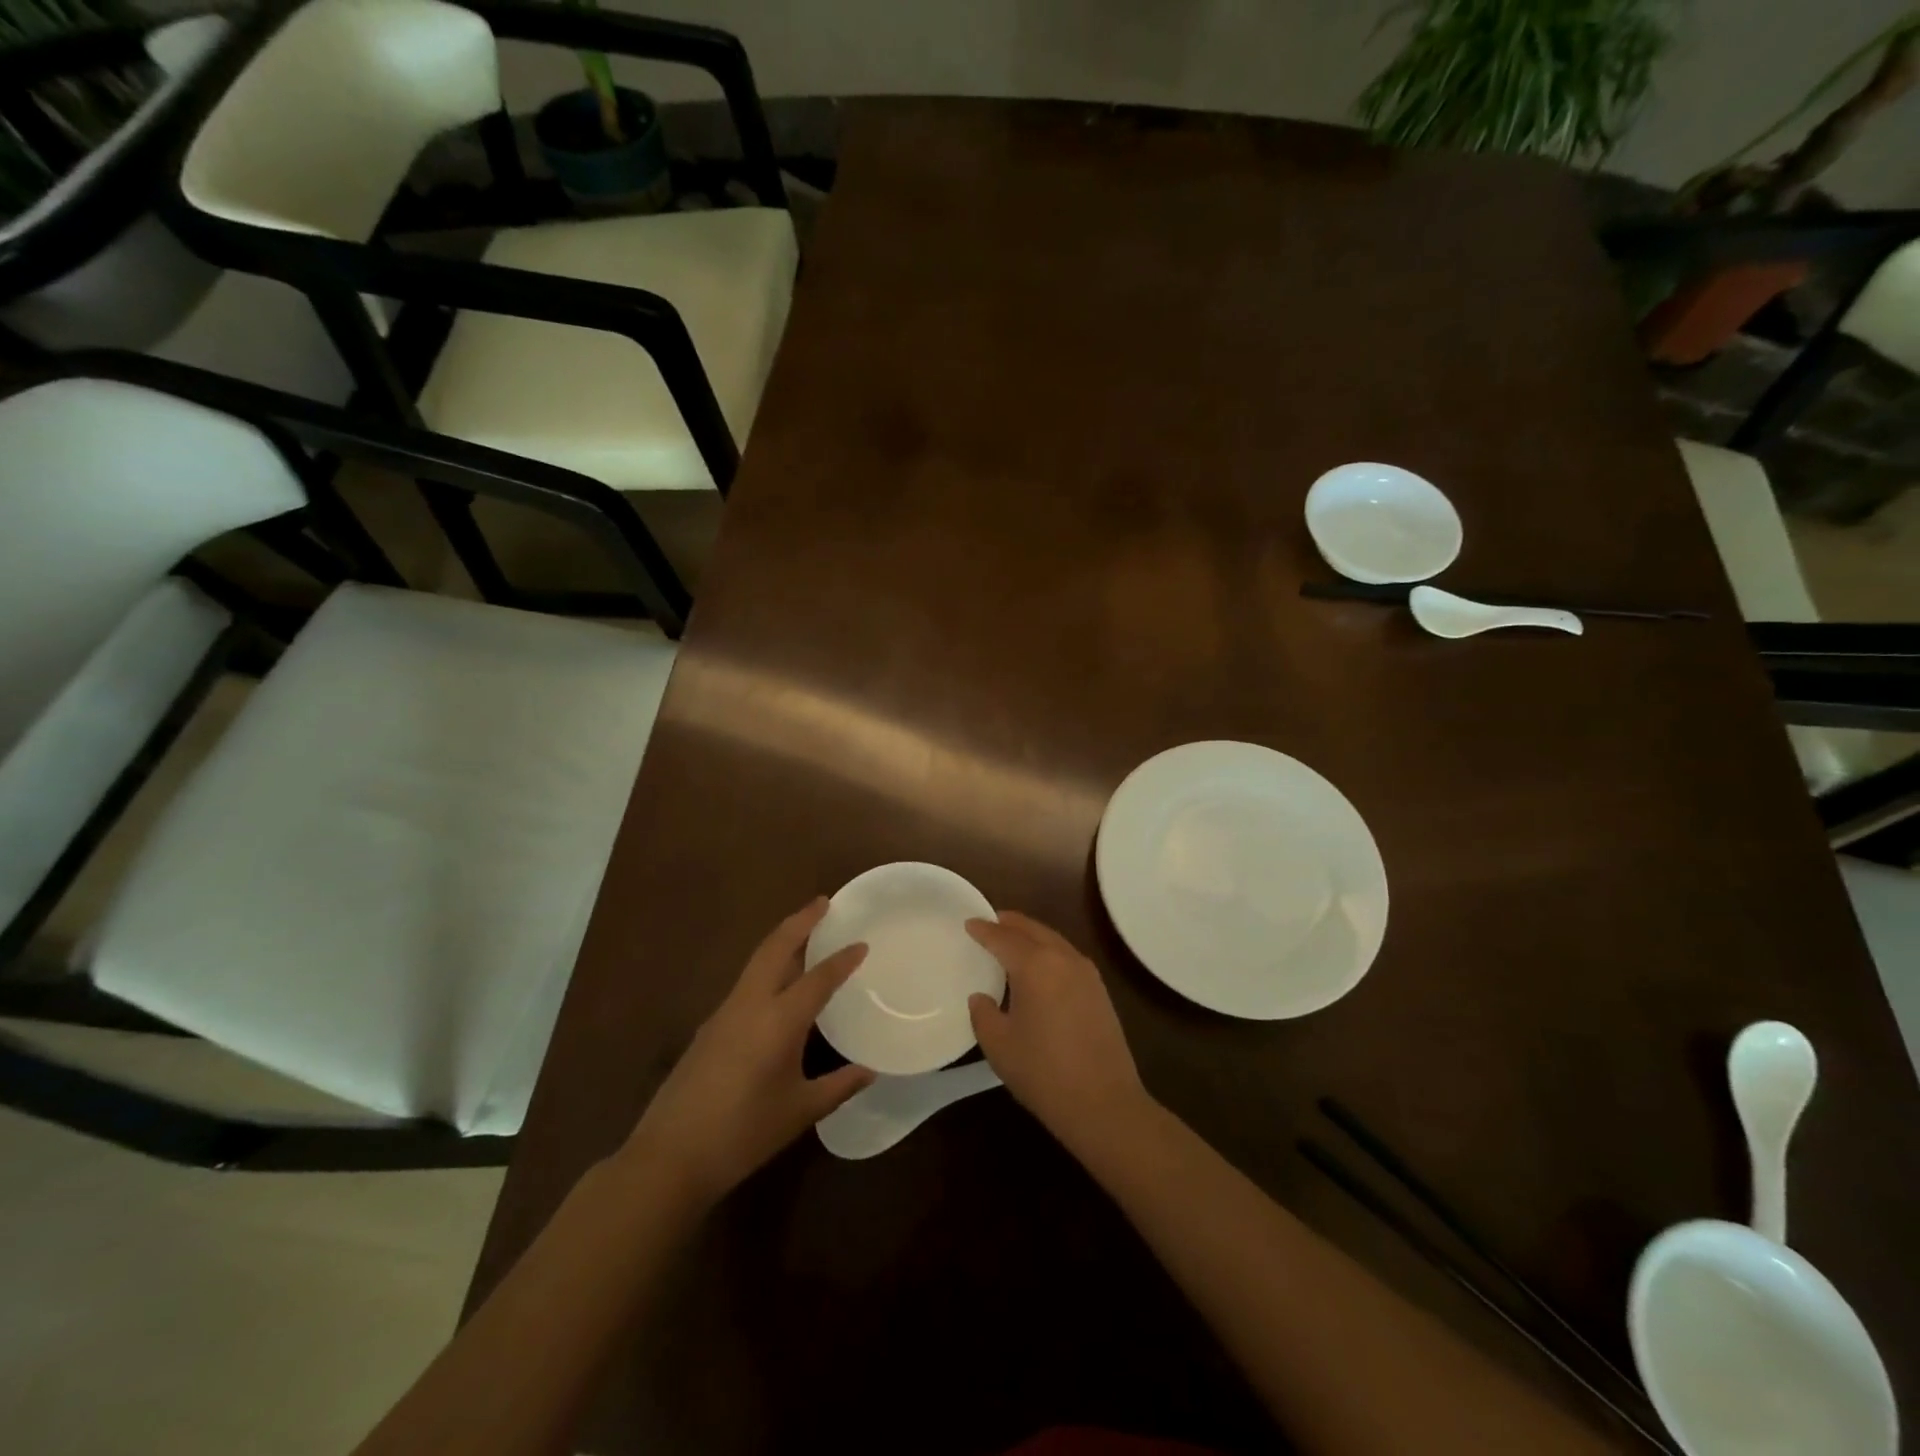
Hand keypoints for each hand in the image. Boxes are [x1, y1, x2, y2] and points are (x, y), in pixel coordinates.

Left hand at [626, 899, 873, 1205]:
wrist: (670, 1157)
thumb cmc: (743, 1134)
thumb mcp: (800, 1112)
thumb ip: (839, 1086)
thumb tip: (870, 1070)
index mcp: (779, 1021)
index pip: (818, 977)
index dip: (843, 959)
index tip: (862, 943)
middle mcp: (750, 1004)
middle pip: (776, 947)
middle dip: (800, 921)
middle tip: (824, 902)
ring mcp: (724, 1013)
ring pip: (757, 962)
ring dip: (781, 941)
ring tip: (805, 934)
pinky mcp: (709, 1028)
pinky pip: (745, 983)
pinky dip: (766, 968)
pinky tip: (776, 987)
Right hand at [965, 912, 1152, 1155]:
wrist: (1104, 1103)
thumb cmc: (1044, 1072)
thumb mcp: (999, 1045)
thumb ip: (983, 1013)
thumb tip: (981, 997)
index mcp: (1035, 965)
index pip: (1003, 937)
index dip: (983, 929)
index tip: (968, 922)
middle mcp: (1063, 958)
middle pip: (1032, 929)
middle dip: (1009, 923)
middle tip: (989, 922)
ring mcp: (1086, 973)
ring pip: (1053, 940)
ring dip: (1031, 935)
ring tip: (1011, 940)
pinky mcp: (1099, 990)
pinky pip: (1066, 956)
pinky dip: (1048, 951)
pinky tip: (1039, 967)